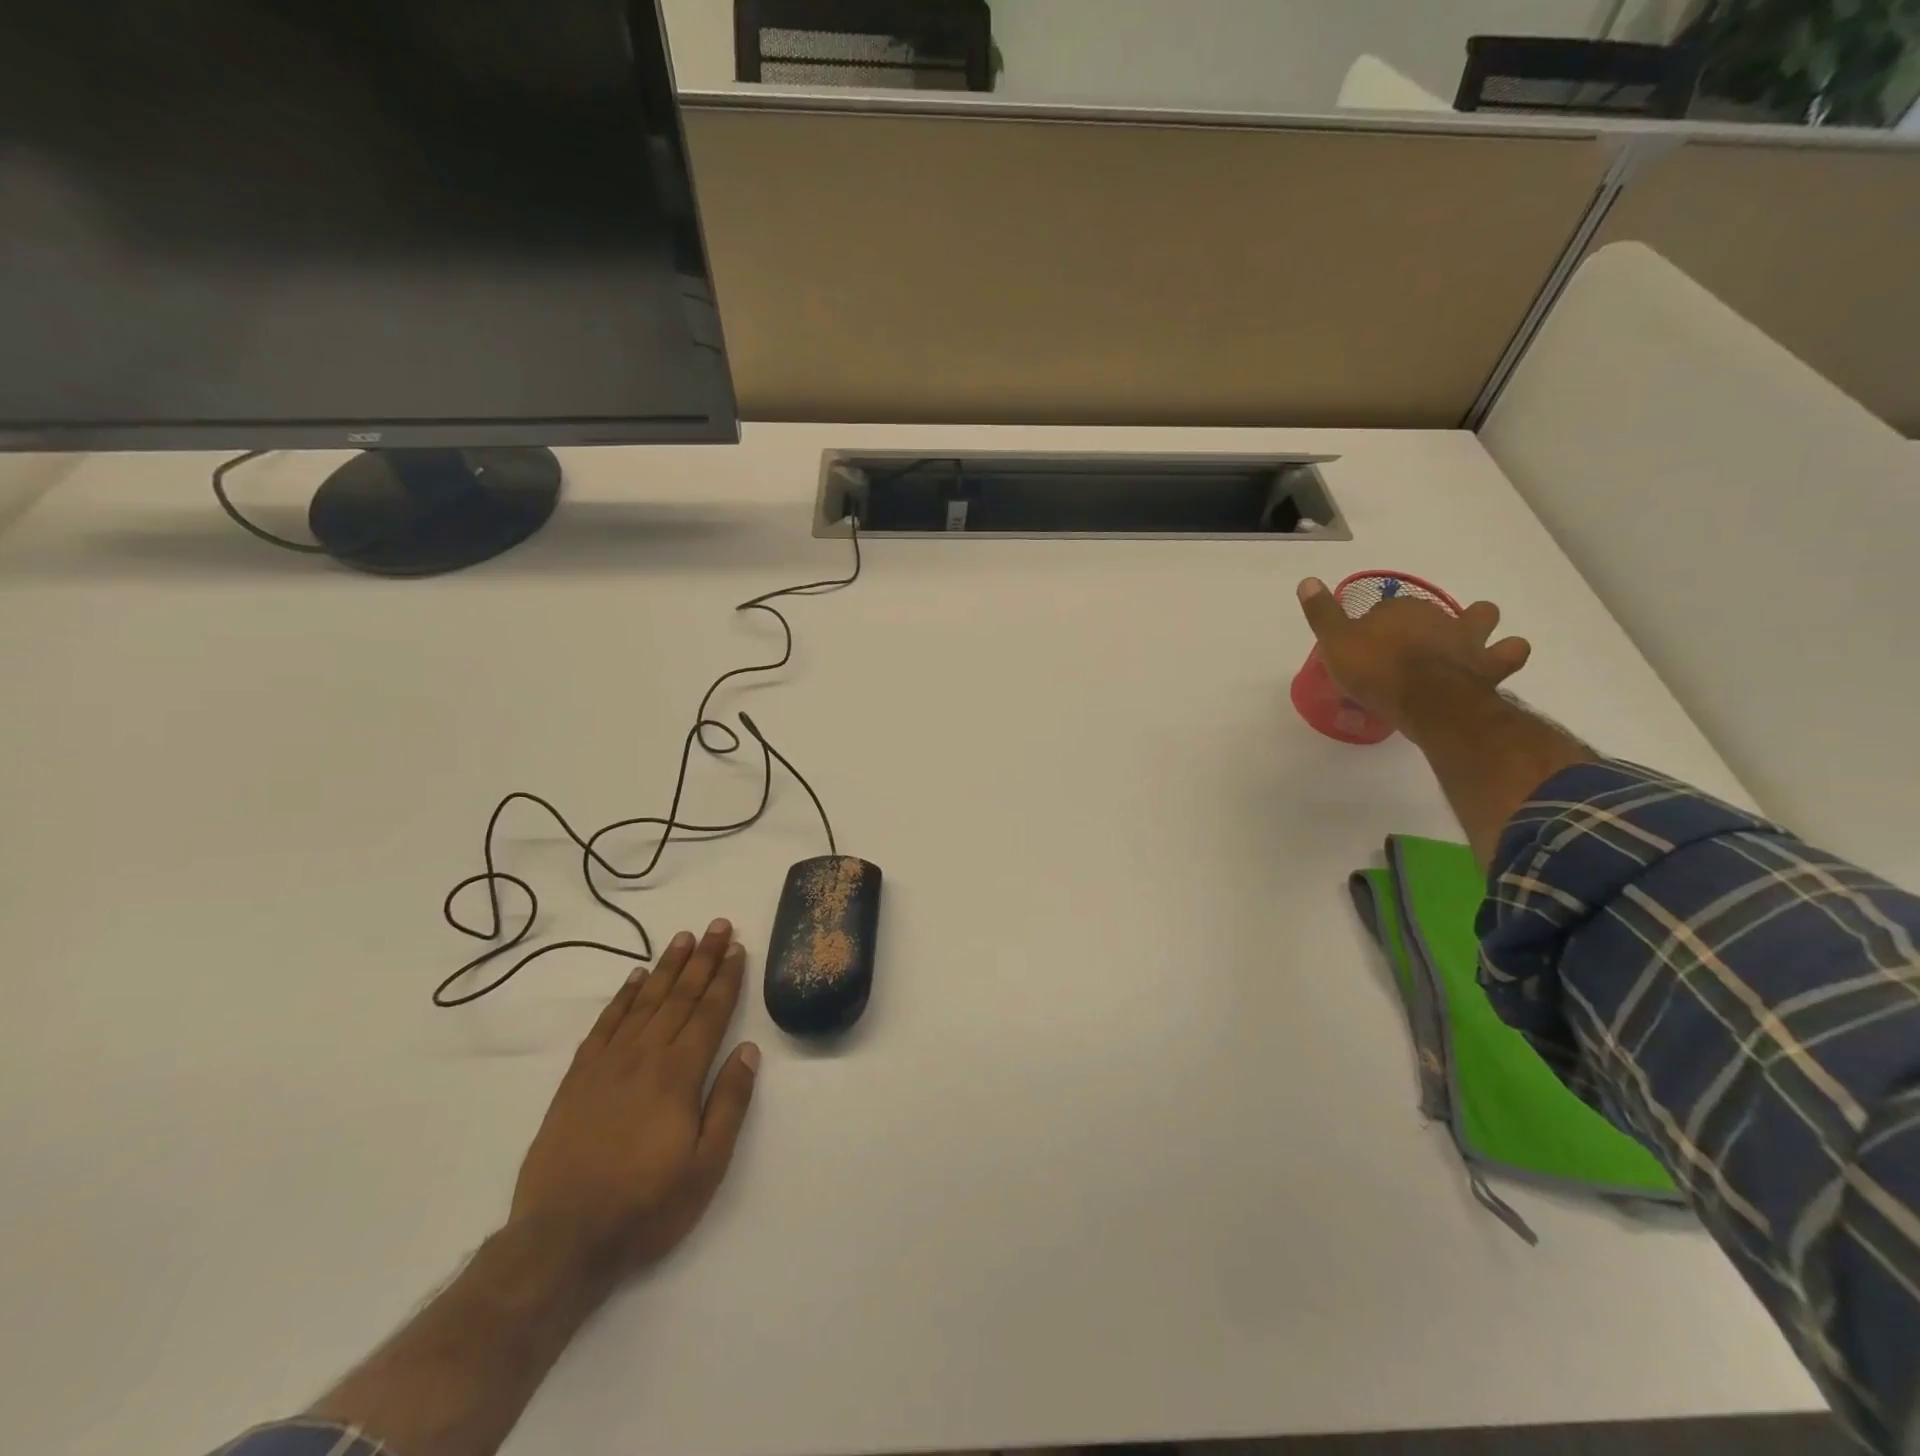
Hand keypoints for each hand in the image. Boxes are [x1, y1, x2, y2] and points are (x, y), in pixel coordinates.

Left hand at [508, 919, 760, 1285]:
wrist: (562, 1240)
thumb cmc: (646, 1206)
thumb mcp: (707, 1166)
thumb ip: (730, 1103)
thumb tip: (749, 1050)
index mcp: (679, 1075)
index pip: (709, 1013)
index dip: (726, 979)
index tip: (737, 948)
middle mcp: (645, 1057)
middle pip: (680, 997)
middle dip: (703, 959)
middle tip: (717, 926)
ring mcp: (607, 1064)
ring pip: (644, 1002)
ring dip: (667, 968)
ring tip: (683, 938)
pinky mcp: (578, 1078)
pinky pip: (605, 1024)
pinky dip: (622, 997)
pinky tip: (635, 978)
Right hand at [1296, 577, 1531, 733]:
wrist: (1426, 700)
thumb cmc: (1376, 669)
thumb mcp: (1335, 642)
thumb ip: (1322, 613)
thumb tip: (1307, 581)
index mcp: (1401, 610)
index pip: (1388, 609)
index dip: (1378, 625)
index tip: (1367, 645)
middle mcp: (1439, 617)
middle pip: (1436, 609)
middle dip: (1429, 620)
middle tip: (1414, 643)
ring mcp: (1469, 641)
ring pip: (1483, 618)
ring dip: (1478, 627)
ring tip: (1465, 645)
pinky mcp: (1490, 667)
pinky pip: (1509, 653)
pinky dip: (1504, 655)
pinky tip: (1493, 666)